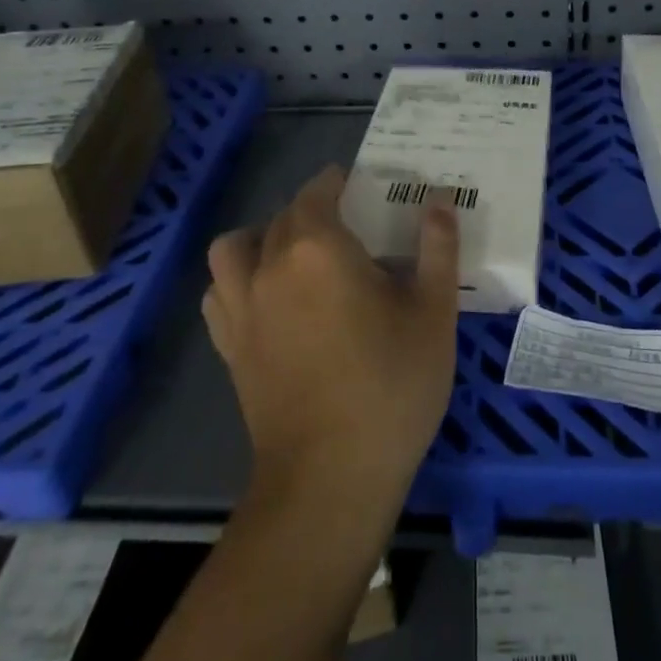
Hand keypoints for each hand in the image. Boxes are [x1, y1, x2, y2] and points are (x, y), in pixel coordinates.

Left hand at [202, 165, 460, 513]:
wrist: (330, 479)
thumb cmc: (391, 386)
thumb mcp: (434, 312)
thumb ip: (438, 248)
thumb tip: (441, 201)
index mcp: (318, 248)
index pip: (317, 192)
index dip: (336, 181)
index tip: (358, 184)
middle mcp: (270, 266)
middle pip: (282, 216)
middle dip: (312, 208)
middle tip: (349, 224)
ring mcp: (242, 307)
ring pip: (236, 247)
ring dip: (262, 238)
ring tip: (296, 254)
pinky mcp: (229, 346)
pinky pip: (220, 292)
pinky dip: (237, 281)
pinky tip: (268, 298)